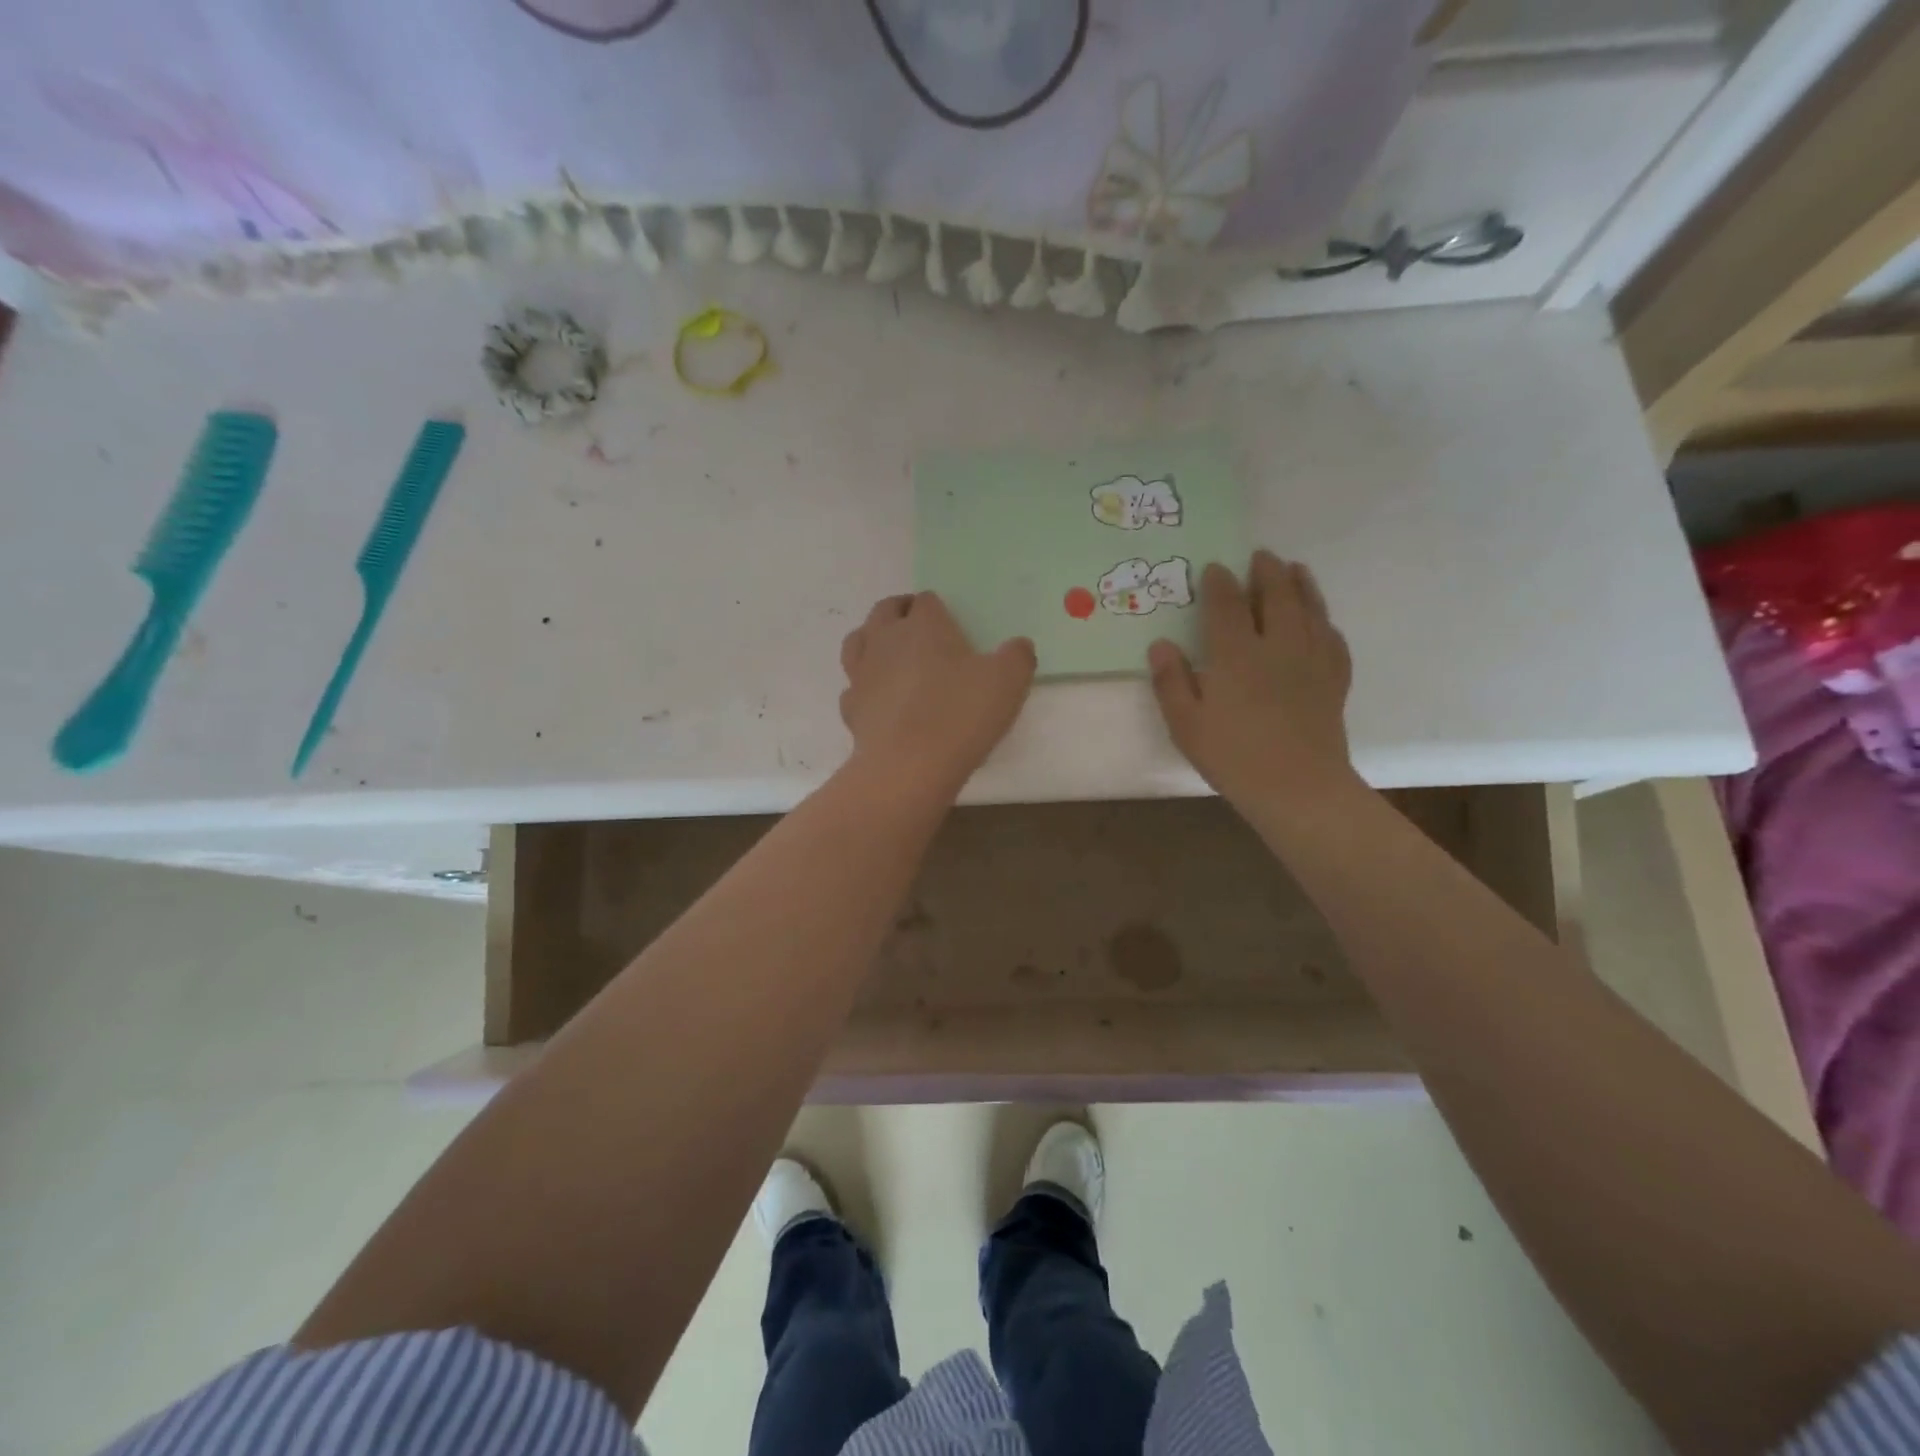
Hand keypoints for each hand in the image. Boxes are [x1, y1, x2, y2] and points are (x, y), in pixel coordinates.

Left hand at [839, 592, 1035, 798]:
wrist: (908, 767)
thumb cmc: (960, 715)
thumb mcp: (1009, 682)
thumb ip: (1017, 657)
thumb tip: (1019, 645)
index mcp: (924, 625)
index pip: (926, 601)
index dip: (938, 608)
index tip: (951, 623)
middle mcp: (886, 640)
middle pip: (884, 611)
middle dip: (900, 613)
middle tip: (918, 628)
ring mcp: (862, 673)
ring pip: (858, 642)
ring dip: (872, 641)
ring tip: (890, 655)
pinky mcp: (851, 708)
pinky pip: (854, 687)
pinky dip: (865, 688)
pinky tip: (880, 701)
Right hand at [1148, 551, 1353, 811]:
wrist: (1297, 788)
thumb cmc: (1233, 757)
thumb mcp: (1186, 724)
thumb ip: (1171, 682)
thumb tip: (1160, 645)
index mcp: (1237, 655)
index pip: (1227, 606)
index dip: (1219, 583)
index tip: (1214, 567)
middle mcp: (1278, 646)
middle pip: (1276, 597)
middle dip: (1267, 573)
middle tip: (1261, 556)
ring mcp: (1311, 661)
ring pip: (1310, 610)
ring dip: (1302, 586)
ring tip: (1296, 569)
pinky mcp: (1334, 681)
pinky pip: (1333, 640)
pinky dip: (1325, 623)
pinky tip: (1321, 622)